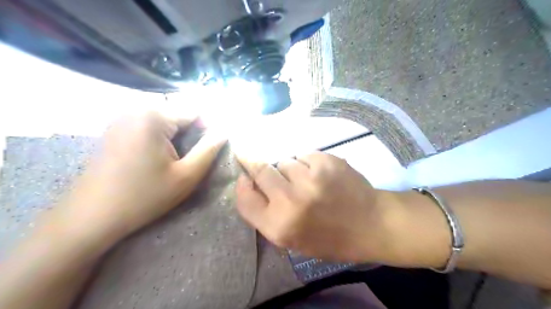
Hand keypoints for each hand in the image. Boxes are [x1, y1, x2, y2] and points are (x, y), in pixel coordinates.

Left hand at [47, 113, 225, 242]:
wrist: (91, 217)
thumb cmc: (144, 196)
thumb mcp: (186, 175)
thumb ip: (209, 150)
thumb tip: (224, 131)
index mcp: (154, 116)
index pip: (195, 111)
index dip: (208, 129)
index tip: (210, 150)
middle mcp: (135, 109)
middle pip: (178, 114)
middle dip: (191, 133)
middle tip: (191, 158)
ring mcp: (121, 118)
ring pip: (164, 120)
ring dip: (177, 136)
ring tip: (175, 160)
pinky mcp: (115, 129)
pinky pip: (148, 125)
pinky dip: (160, 137)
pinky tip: (157, 158)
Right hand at [234, 151, 397, 261]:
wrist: (370, 224)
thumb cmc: (329, 238)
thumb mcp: (291, 239)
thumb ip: (266, 215)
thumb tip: (249, 184)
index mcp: (279, 226)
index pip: (244, 199)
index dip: (241, 186)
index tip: (244, 177)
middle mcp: (290, 200)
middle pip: (260, 170)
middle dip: (257, 165)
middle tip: (264, 165)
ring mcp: (309, 178)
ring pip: (284, 161)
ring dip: (288, 168)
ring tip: (305, 180)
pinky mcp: (326, 162)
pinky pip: (304, 155)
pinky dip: (307, 162)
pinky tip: (319, 174)